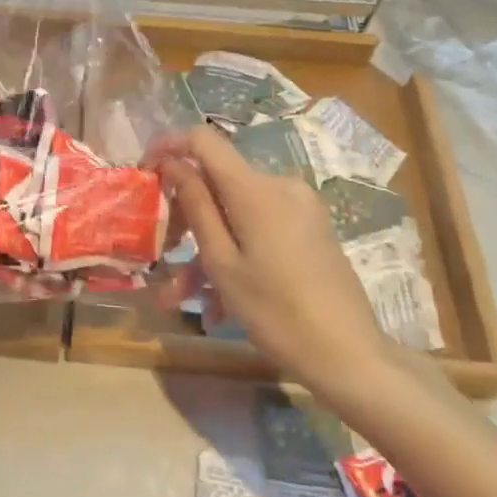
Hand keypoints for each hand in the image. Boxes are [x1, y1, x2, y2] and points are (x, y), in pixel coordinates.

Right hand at [159, 126, 386, 394]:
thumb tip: (174, 163)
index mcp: (255, 188)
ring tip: (188, 298)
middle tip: (163, 257)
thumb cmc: (276, 312)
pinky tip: (222, 300)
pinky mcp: (310, 226)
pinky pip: (260, 226)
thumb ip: (196, 205)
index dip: (170, 146)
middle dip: (186, 215)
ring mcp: (300, 206)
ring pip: (236, 212)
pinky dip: (236, 250)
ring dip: (208, 246)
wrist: (350, 355)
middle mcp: (280, 185)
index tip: (146, 172)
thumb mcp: (222, 263)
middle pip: (219, 181)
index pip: (203, 140)